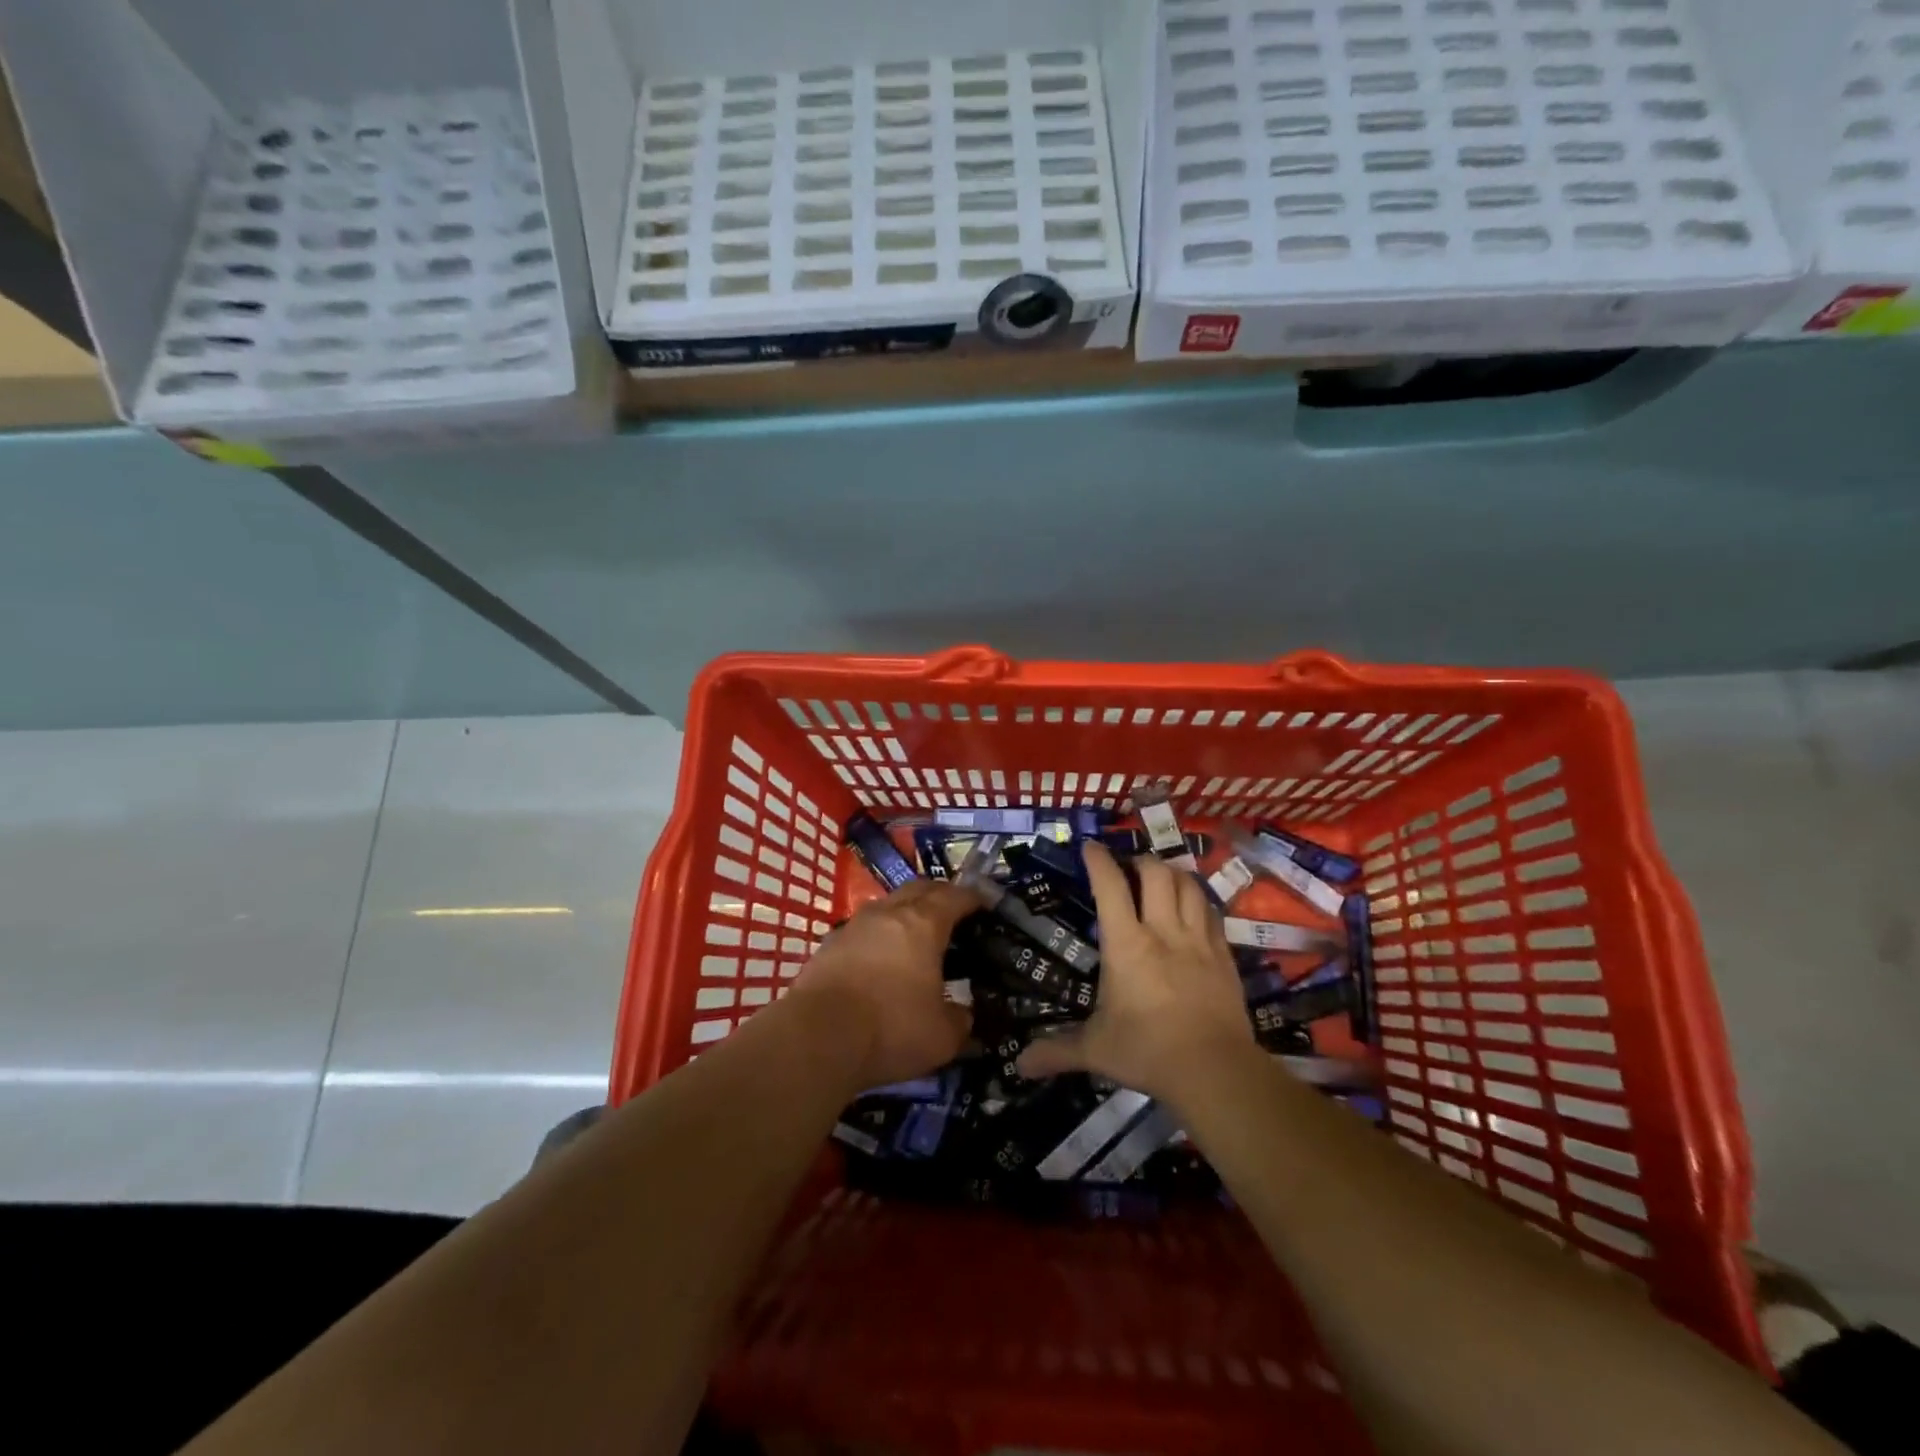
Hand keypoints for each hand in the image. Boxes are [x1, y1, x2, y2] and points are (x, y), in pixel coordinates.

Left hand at [788, 880, 979, 1089]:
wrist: (816, 1037)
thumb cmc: (890, 1028)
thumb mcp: (942, 1037)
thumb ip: (960, 1021)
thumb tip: (963, 1015)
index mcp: (924, 924)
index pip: (955, 897)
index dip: (973, 897)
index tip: (985, 903)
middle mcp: (889, 913)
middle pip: (919, 888)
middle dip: (940, 894)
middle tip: (953, 912)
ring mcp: (855, 925)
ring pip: (887, 904)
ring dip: (905, 911)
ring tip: (916, 934)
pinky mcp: (829, 944)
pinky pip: (863, 928)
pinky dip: (879, 934)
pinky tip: (881, 958)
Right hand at [1017, 842, 1253, 1101]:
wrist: (1215, 1070)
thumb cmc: (1147, 1051)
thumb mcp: (1095, 1050)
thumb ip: (1056, 1051)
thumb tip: (1019, 1065)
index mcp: (1126, 945)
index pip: (1110, 886)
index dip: (1099, 860)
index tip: (1090, 846)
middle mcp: (1163, 931)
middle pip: (1156, 873)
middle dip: (1140, 861)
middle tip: (1129, 867)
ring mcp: (1198, 941)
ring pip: (1189, 886)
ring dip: (1173, 874)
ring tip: (1162, 878)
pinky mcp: (1224, 956)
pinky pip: (1212, 913)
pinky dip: (1199, 901)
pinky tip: (1194, 907)